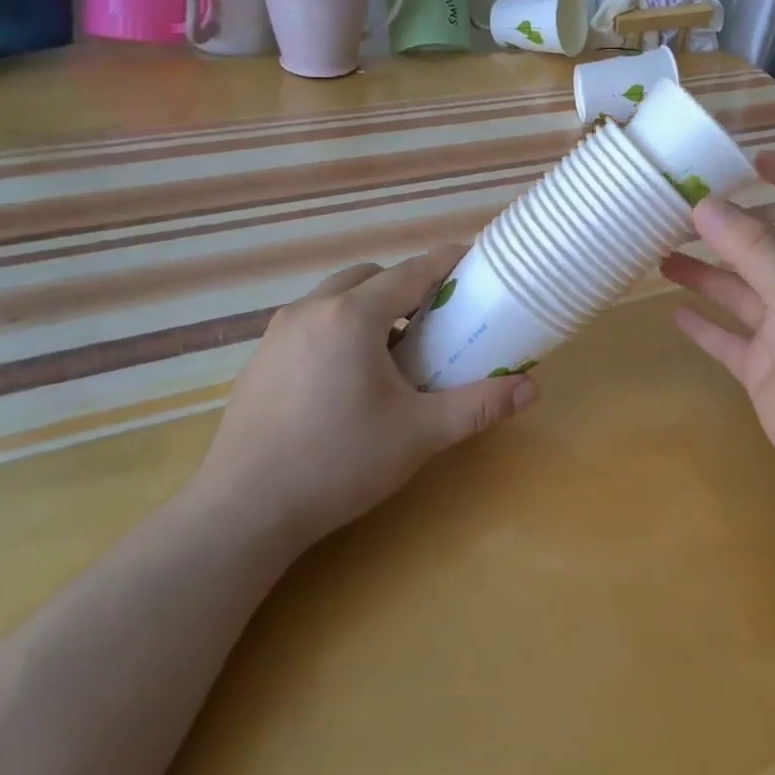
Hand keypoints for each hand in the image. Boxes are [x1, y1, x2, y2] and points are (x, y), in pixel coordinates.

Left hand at [186, 247, 538, 550]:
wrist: (242, 512)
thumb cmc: (338, 463)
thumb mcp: (419, 434)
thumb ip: (477, 405)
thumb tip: (531, 389)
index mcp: (354, 316)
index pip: (412, 271)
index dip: (448, 262)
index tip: (475, 262)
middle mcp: (312, 309)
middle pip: (371, 276)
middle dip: (406, 285)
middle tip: (435, 319)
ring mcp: (278, 332)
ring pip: (335, 296)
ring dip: (370, 306)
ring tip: (393, 349)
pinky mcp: (260, 359)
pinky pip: (311, 322)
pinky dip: (339, 327)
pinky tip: (347, 376)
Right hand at [660, 152, 774, 503]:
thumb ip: (750, 247)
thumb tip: (701, 204)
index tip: (754, 158)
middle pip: (765, 247)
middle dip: (728, 228)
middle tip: (680, 210)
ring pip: (739, 292)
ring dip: (705, 274)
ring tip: (661, 254)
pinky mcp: (765, 371)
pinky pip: (728, 341)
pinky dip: (704, 326)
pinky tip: (674, 312)